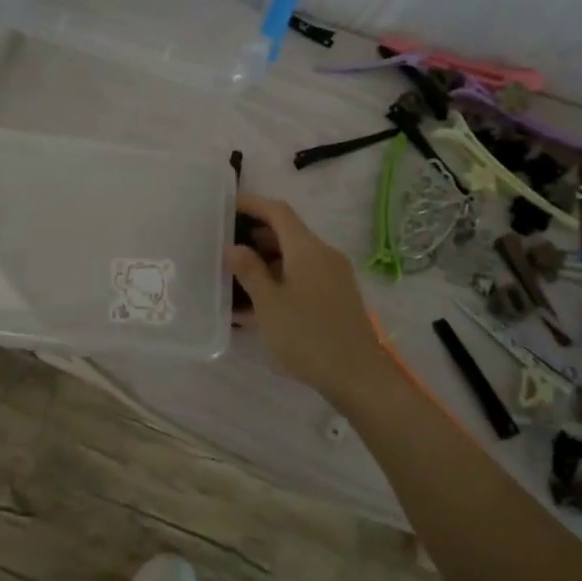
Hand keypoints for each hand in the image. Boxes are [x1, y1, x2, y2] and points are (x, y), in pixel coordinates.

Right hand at [227, 195, 392, 403]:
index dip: (252, 204)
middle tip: (224, 244)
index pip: (278, 212)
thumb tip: (232, 246)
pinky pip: (302, 278)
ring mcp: (333, 277)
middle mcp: (323, 255)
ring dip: (265, 263)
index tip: (227, 206)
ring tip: (234, 277)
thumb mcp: (269, 303)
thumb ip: (249, 270)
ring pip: (293, 259)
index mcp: (307, 248)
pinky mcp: (336, 298)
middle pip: (287, 234)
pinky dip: (279, 282)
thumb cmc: (307, 335)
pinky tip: (256, 306)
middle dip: (255, 236)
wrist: (358, 376)